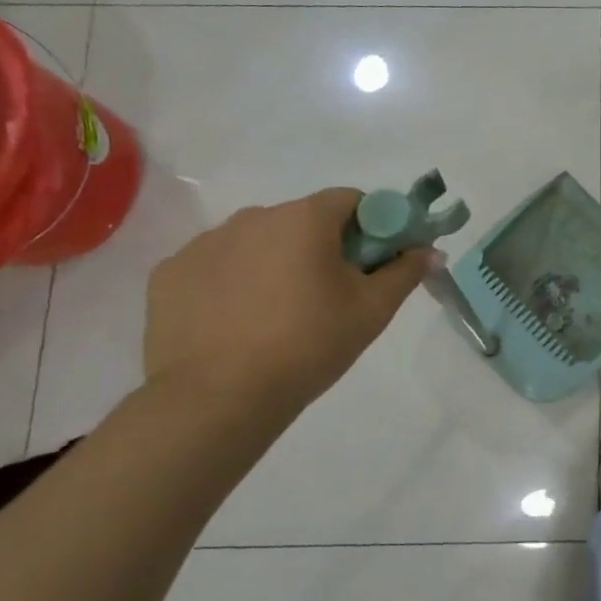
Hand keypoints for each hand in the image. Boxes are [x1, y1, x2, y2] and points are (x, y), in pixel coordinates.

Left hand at [144, 188, 435, 419]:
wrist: (217, 399)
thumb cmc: (308, 345)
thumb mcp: (372, 311)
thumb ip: (405, 272)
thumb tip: (430, 250)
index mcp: (304, 218)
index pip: (352, 200)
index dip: (371, 227)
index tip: (372, 263)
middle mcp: (253, 216)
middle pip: (303, 220)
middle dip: (322, 247)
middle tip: (330, 295)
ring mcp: (204, 243)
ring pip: (258, 242)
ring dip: (275, 262)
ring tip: (278, 315)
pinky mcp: (170, 273)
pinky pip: (216, 266)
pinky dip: (232, 283)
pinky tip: (236, 323)